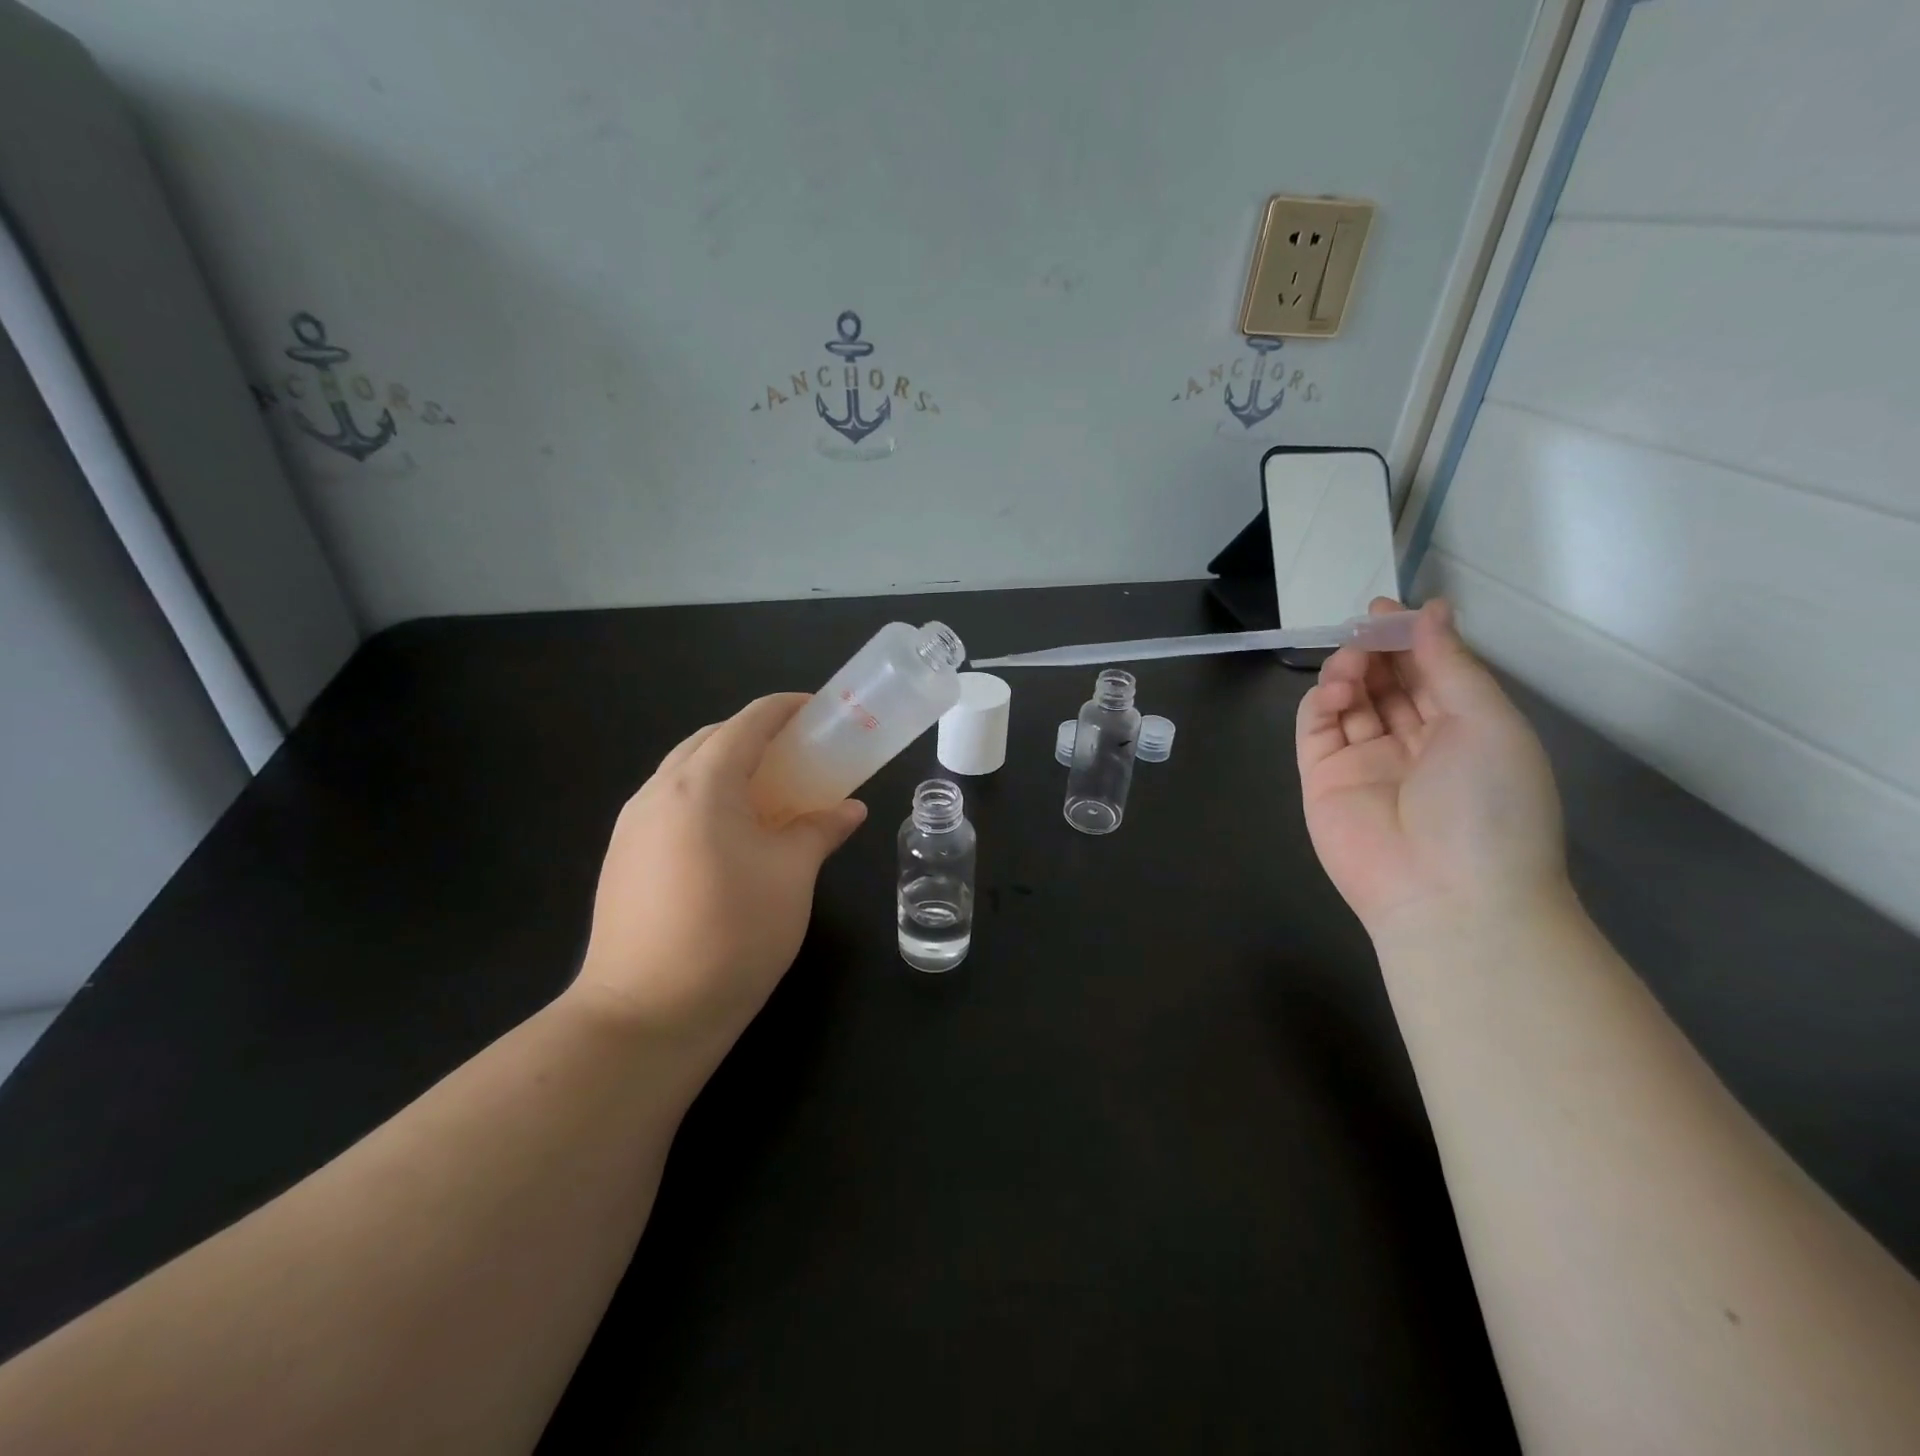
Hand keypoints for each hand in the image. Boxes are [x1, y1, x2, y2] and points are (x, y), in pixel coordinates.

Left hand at [570, 694, 866, 1059]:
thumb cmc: (732, 934)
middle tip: (798, 755)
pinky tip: (730, 834)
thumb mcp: (792, 877)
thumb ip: (820, 831)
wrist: (645, 1016)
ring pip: (684, 771)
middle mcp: (658, 791)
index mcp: (702, 784)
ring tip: (768, 794)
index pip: (747, 723)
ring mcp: (632, 825)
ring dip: (727, 767)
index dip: (785, 709)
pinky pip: (669, 803)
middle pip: (710, 740)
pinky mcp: (622, 857)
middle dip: (755, 736)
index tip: (818, 711)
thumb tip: (849, 809)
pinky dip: (705, 797)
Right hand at [1295, 599, 1567, 935]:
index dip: (1409, 638)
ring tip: (1353, 664)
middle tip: (1365, 629)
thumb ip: (1451, 664)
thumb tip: (1431, 609)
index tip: (1387, 608)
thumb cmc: (1488, 804)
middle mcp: (1412, 743)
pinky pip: (1316, 729)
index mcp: (1463, 731)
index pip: (1429, 672)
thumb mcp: (1487, 723)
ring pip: (1348, 700)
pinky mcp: (1322, 778)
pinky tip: (1336, 690)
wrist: (1447, 893)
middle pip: (1386, 682)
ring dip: (1348, 671)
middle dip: (1375, 649)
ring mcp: (1363, 761)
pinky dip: (1320, 702)